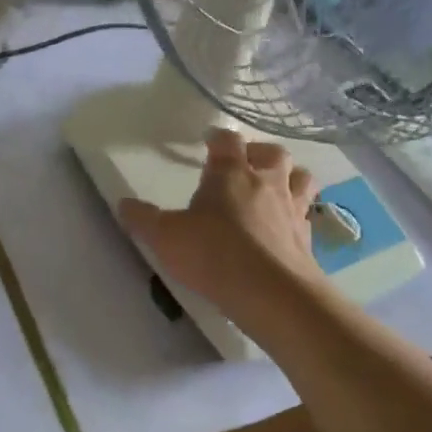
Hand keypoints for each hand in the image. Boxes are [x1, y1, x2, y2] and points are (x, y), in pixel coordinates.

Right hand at [119, 129, 323, 310]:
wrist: (272, 294)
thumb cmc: (214, 254)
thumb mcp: (165, 237)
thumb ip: (143, 219)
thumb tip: (122, 204)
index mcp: (231, 173)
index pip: (227, 140)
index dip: (218, 138)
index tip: (209, 142)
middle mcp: (267, 182)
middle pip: (273, 153)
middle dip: (259, 153)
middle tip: (245, 165)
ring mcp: (292, 209)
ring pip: (301, 178)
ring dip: (289, 177)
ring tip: (274, 189)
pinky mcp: (308, 238)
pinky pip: (308, 215)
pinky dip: (298, 215)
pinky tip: (285, 228)